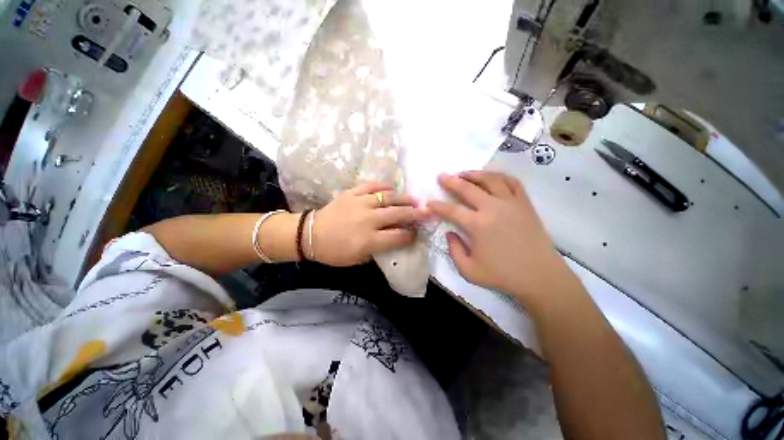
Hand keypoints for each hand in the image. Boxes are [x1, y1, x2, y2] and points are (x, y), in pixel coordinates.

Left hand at [311, 183, 426, 266]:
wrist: (310, 235)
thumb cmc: (335, 252)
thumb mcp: (359, 259)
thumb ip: (379, 249)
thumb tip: (396, 238)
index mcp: (369, 240)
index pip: (398, 236)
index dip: (411, 235)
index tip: (416, 233)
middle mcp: (367, 220)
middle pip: (398, 214)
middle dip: (416, 214)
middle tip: (427, 212)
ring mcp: (359, 203)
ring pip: (388, 197)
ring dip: (404, 198)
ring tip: (414, 200)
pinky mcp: (351, 193)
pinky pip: (371, 186)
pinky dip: (383, 186)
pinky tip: (392, 188)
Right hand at [427, 171, 575, 306]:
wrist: (540, 276)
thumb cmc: (503, 275)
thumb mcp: (469, 270)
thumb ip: (454, 250)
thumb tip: (449, 233)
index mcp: (478, 225)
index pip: (451, 210)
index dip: (437, 206)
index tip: (428, 202)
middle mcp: (493, 208)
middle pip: (468, 188)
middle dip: (451, 181)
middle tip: (441, 176)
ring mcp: (511, 203)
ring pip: (490, 179)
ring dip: (474, 174)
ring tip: (464, 173)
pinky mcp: (525, 203)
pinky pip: (512, 182)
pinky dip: (499, 176)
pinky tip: (491, 177)